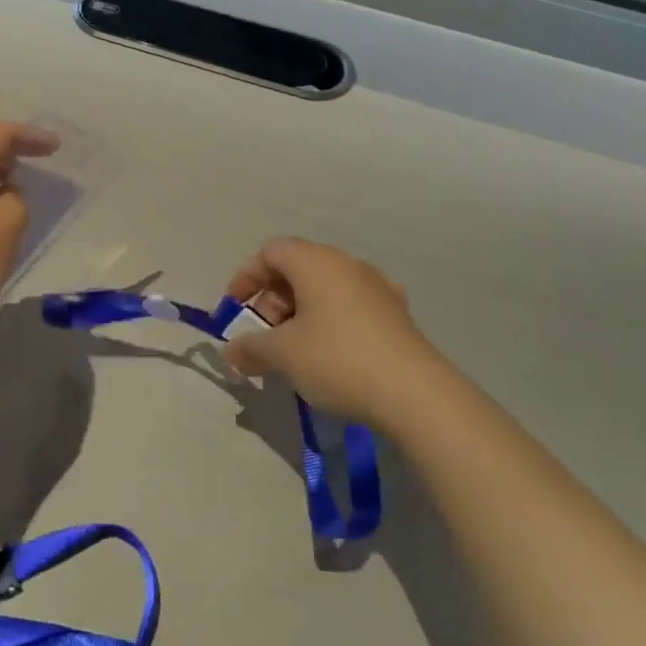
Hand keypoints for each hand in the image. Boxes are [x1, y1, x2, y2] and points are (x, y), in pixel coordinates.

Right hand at [222, 237, 452, 430]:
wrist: (415, 394)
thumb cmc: (337, 360)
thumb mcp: (282, 355)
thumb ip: (250, 348)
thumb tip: (229, 353)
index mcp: (316, 262)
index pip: (271, 252)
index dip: (246, 277)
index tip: (234, 309)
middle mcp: (347, 264)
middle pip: (297, 268)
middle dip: (272, 300)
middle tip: (264, 336)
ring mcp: (377, 287)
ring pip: (324, 288)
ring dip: (300, 312)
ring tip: (293, 350)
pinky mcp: (396, 314)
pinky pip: (349, 305)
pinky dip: (328, 321)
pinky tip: (329, 354)